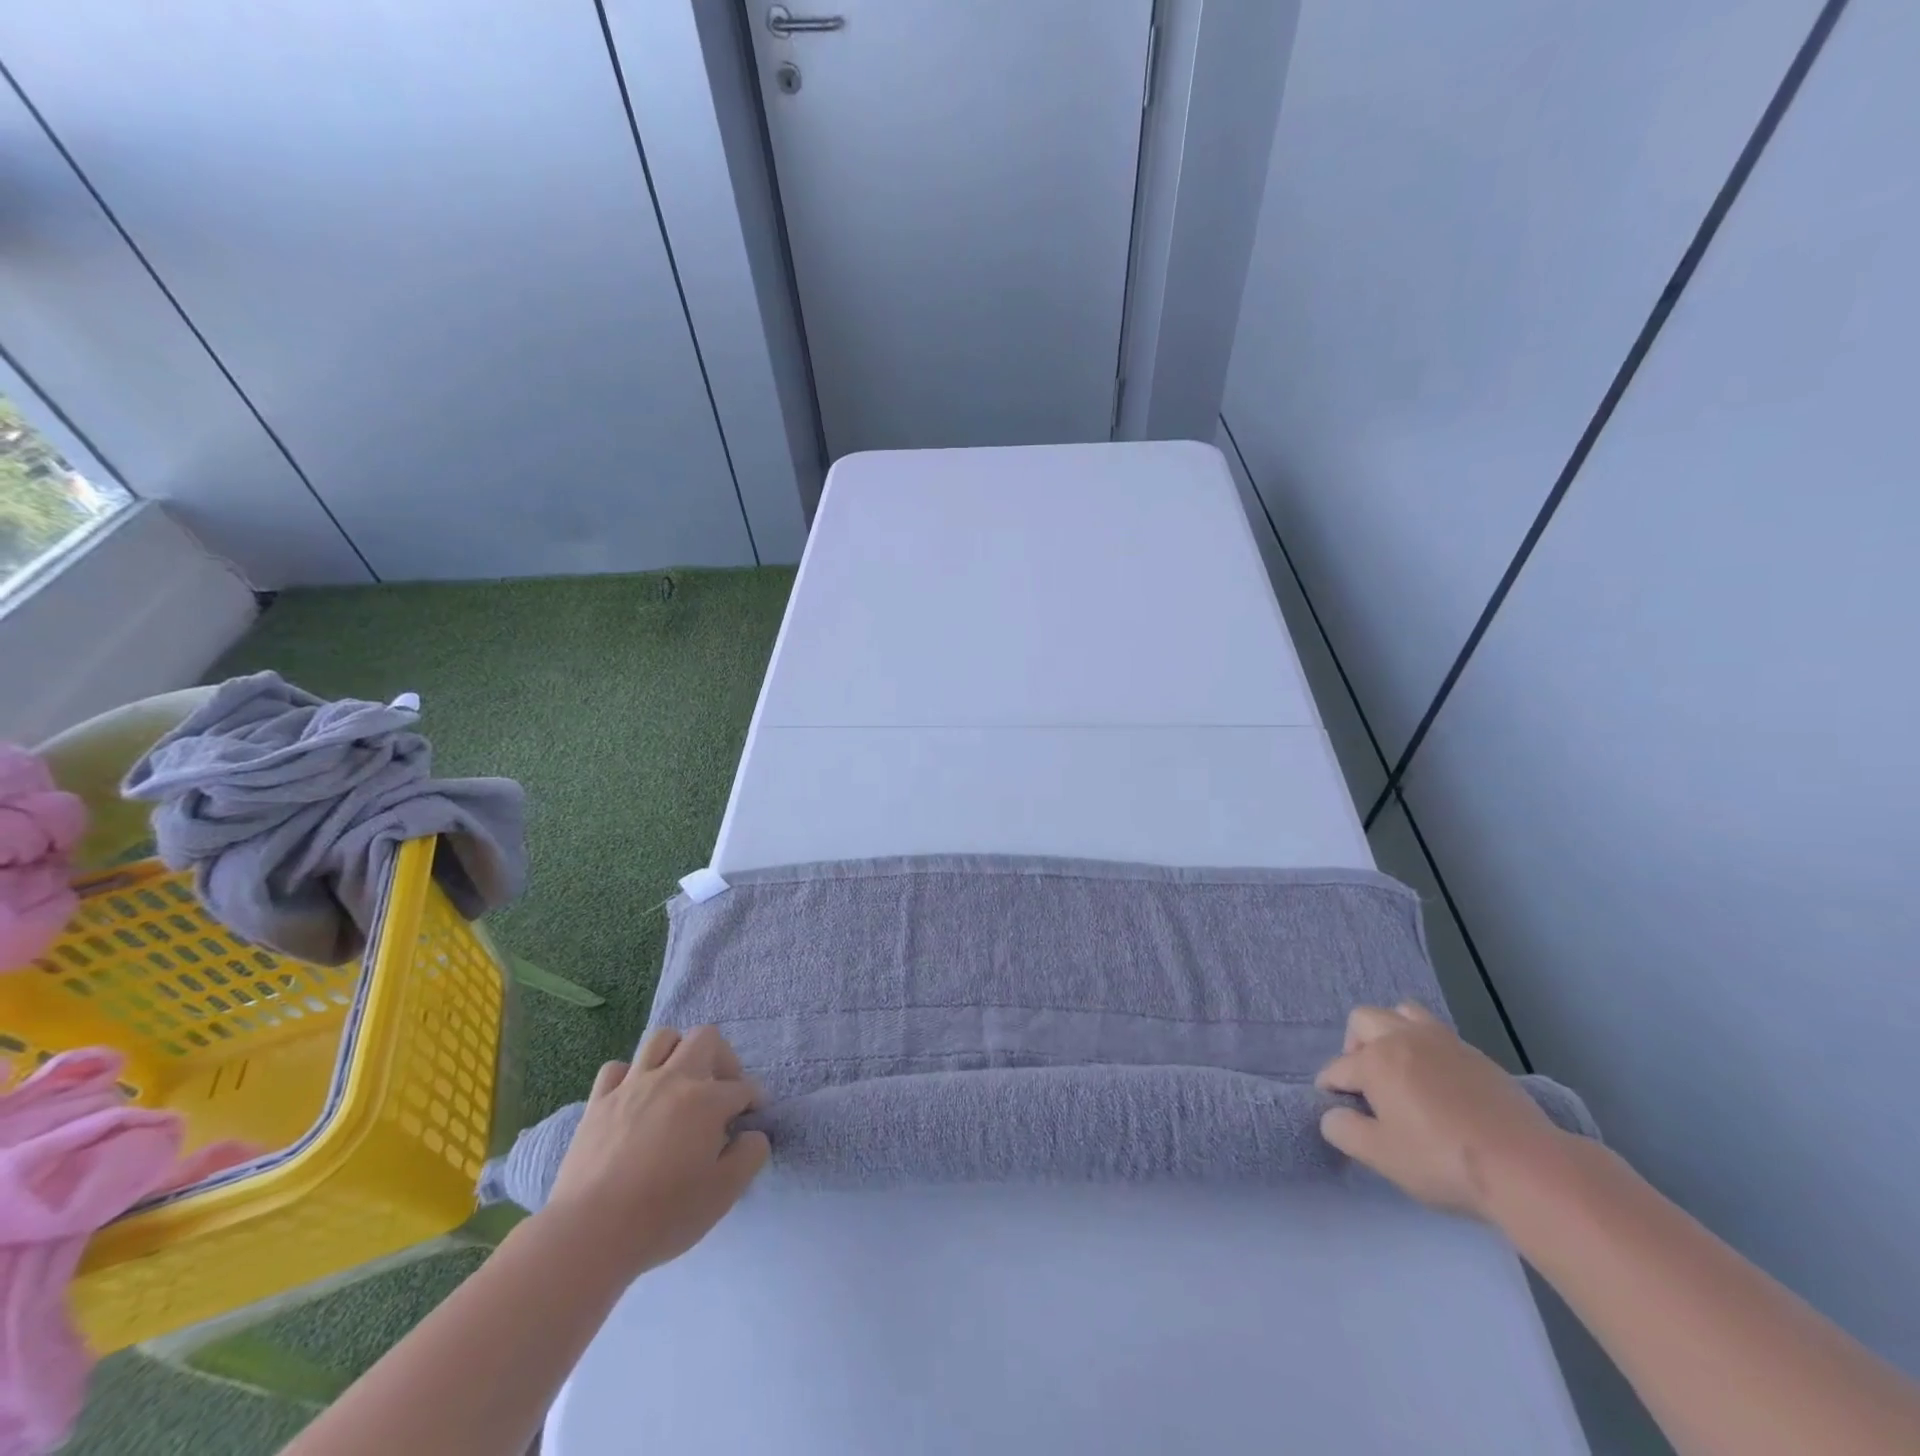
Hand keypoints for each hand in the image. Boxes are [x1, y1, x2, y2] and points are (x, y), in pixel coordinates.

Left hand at [542, 1025, 770, 1279]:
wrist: (590, 1233)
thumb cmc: (663, 1214)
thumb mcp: (724, 1193)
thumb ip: (751, 1155)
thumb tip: (753, 1134)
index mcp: (707, 1100)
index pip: (743, 1087)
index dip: (754, 1101)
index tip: (752, 1118)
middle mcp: (673, 1079)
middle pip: (705, 1037)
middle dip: (723, 1058)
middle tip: (721, 1090)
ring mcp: (633, 1085)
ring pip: (661, 1038)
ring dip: (678, 1052)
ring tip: (680, 1082)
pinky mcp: (599, 1101)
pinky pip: (617, 1069)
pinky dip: (630, 1076)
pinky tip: (635, 1098)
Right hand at [1315, 1003, 1566, 1219]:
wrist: (1526, 1166)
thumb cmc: (1443, 1160)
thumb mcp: (1382, 1157)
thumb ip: (1344, 1131)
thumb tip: (1333, 1115)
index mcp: (1375, 1060)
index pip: (1337, 1069)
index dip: (1330, 1090)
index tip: (1336, 1110)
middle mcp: (1402, 1038)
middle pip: (1362, 1020)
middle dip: (1353, 1046)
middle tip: (1365, 1082)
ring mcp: (1441, 1041)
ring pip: (1401, 1012)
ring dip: (1390, 1032)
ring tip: (1399, 1067)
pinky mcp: (1474, 1053)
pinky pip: (1435, 1031)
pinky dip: (1424, 1045)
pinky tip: (1436, 1080)